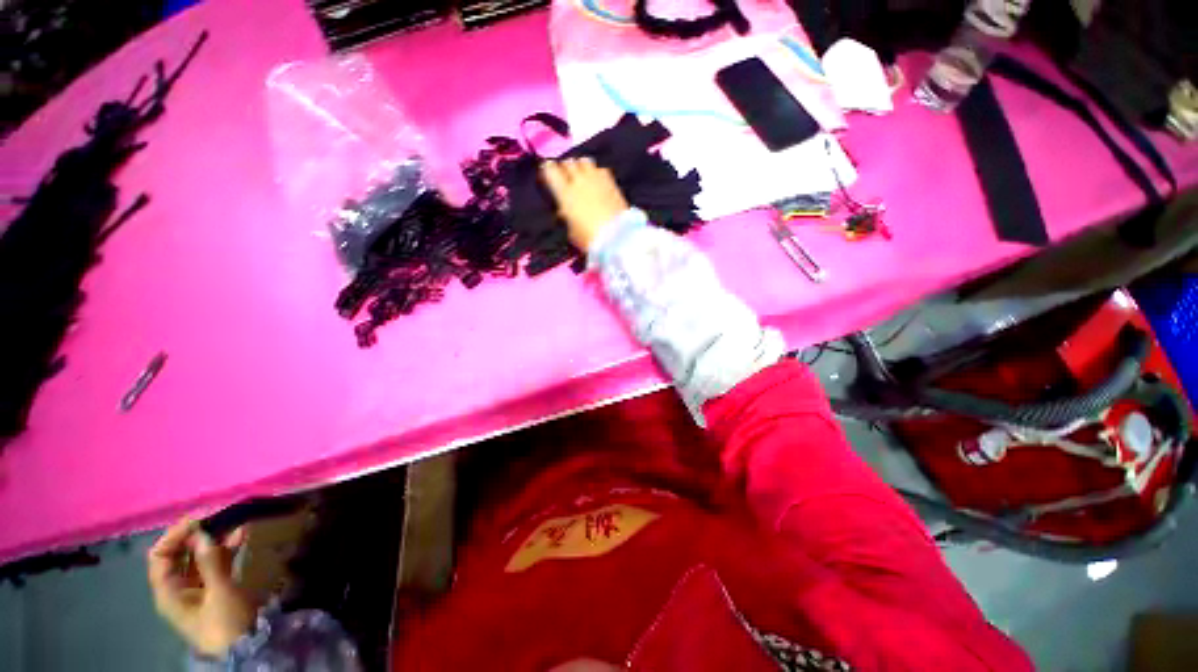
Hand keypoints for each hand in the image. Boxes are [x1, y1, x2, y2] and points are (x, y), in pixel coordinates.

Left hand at [147, 518, 254, 656]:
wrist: (246, 648)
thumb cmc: (224, 623)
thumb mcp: (219, 593)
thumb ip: (211, 563)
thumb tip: (204, 533)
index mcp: (168, 591)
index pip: (160, 557)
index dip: (174, 536)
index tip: (197, 520)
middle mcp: (179, 586)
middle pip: (180, 554)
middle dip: (196, 534)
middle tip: (217, 515)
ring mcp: (199, 587)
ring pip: (201, 556)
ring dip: (215, 538)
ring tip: (233, 521)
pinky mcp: (217, 586)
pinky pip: (218, 562)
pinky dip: (228, 547)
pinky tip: (241, 534)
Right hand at [541, 158, 629, 252]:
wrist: (616, 237)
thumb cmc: (589, 238)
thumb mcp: (571, 231)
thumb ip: (566, 216)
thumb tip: (564, 210)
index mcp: (564, 193)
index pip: (550, 170)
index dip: (547, 170)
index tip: (548, 175)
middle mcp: (578, 181)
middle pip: (568, 163)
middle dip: (565, 168)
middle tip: (566, 177)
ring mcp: (596, 179)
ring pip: (584, 161)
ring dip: (581, 167)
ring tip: (582, 176)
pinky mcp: (612, 182)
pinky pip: (600, 169)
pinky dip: (596, 173)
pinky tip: (597, 182)